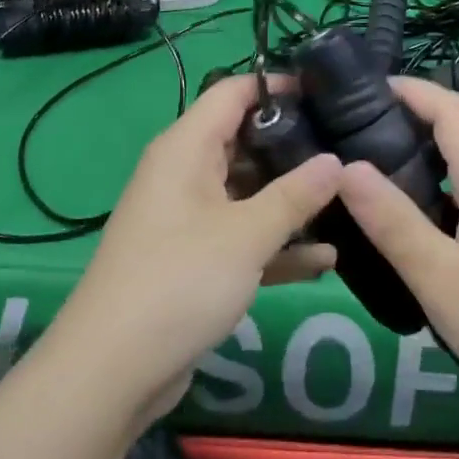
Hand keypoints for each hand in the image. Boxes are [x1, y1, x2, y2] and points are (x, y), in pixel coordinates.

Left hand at [47, 74, 341, 428]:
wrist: (111, 373)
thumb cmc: (179, 281)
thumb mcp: (246, 234)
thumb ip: (295, 195)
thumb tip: (337, 161)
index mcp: (186, 148)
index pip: (232, 92)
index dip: (276, 86)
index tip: (325, 91)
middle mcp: (184, 173)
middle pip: (244, 141)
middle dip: (293, 145)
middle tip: (347, 146)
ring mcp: (189, 218)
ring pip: (247, 192)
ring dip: (290, 200)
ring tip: (347, 198)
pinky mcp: (194, 260)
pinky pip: (242, 236)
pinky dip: (276, 244)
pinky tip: (325, 259)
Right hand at [334, 77, 458, 410]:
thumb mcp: (441, 277)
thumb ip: (393, 221)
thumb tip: (345, 166)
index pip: (449, 107)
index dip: (408, 88)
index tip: (358, 88)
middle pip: (457, 124)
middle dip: (408, 111)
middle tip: (352, 123)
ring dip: (421, 143)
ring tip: (370, 157)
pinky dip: (435, 177)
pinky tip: (408, 206)